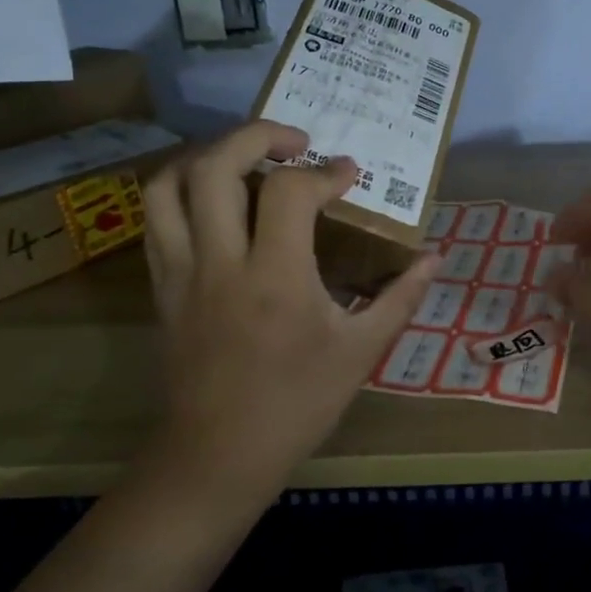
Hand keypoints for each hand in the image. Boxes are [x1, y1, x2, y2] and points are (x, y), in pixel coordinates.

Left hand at [140, 120, 436, 506]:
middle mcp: (220, 262)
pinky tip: (216, 203)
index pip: (289, 191)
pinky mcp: (161, 287)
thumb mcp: (361, 352)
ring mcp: (181, 272)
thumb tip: (434, 257)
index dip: (324, 172)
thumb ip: (401, 297)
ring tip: (245, 161)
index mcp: (276, 277)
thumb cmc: (297, 405)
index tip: (348, 176)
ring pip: (169, 185)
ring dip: (208, 156)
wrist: (218, 455)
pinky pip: (156, 219)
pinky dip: (183, 192)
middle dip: (255, 135)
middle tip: (293, 142)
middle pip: (214, 166)